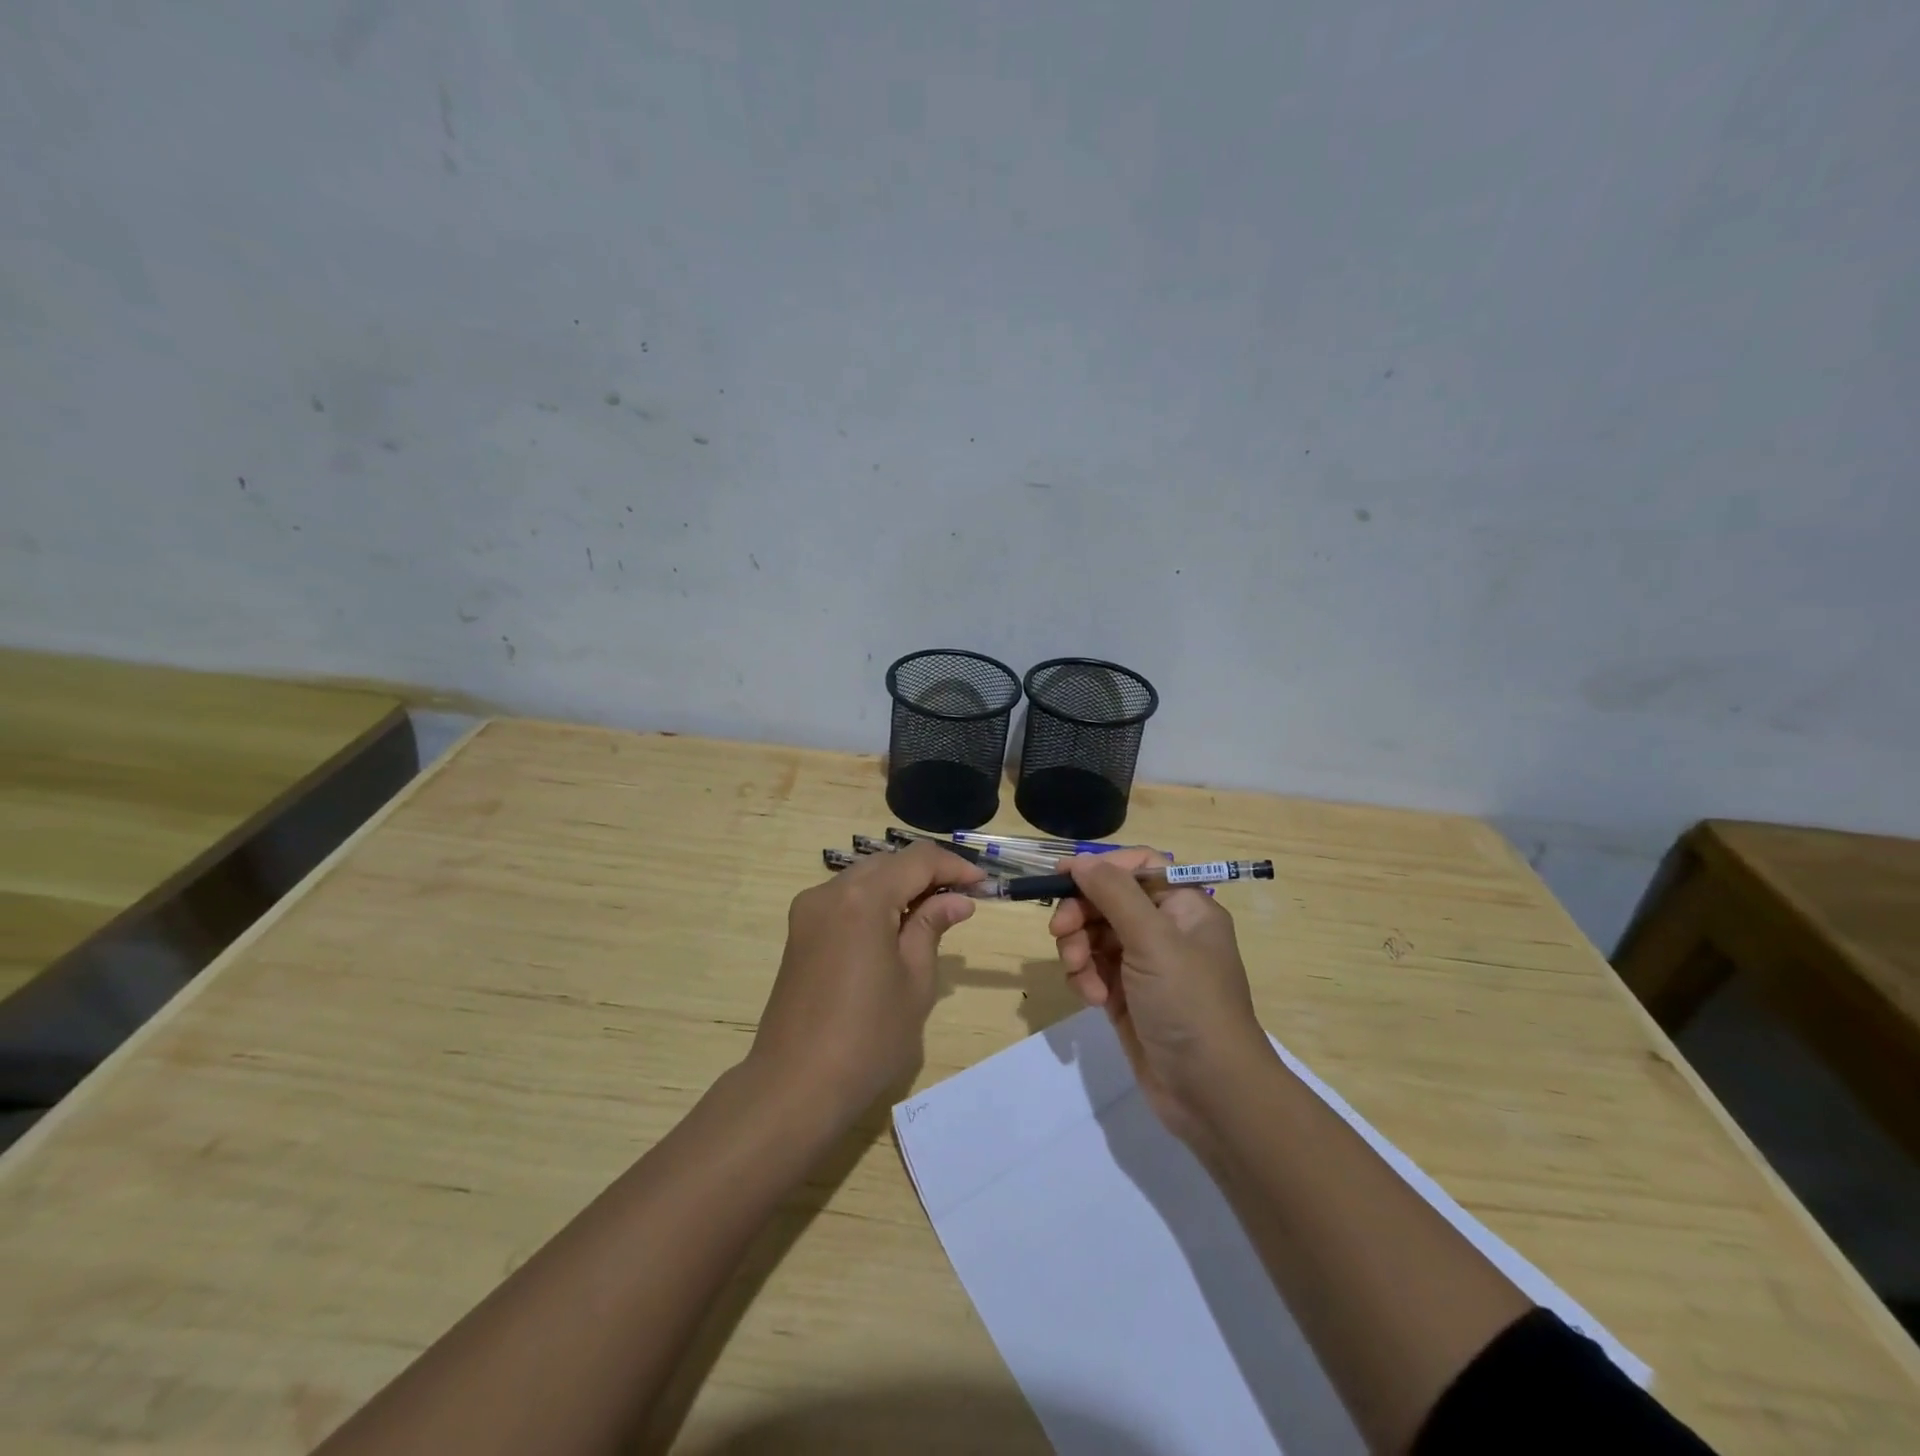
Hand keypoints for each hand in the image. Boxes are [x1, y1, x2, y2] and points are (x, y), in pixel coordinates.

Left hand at [750, 841, 984, 1122]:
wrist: (795, 1086)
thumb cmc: (868, 1037)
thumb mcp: (915, 981)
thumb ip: (932, 928)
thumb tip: (957, 901)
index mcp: (863, 898)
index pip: (917, 860)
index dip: (954, 867)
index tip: (983, 884)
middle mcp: (830, 891)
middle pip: (888, 864)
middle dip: (927, 874)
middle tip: (962, 900)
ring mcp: (808, 911)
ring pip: (864, 879)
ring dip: (900, 887)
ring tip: (933, 914)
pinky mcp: (799, 933)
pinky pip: (844, 900)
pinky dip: (874, 903)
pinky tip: (895, 928)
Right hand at [1049, 849, 1270, 1144]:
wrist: (1211, 1093)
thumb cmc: (1189, 1004)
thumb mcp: (1154, 940)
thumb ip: (1114, 894)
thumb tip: (1082, 860)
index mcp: (1184, 907)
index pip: (1138, 868)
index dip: (1101, 867)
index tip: (1063, 875)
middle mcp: (1165, 930)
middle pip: (1108, 900)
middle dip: (1081, 914)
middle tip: (1060, 932)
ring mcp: (1145, 966)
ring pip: (1094, 936)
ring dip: (1079, 950)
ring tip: (1080, 974)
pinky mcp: (1126, 997)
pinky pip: (1093, 970)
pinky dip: (1084, 978)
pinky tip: (1091, 999)